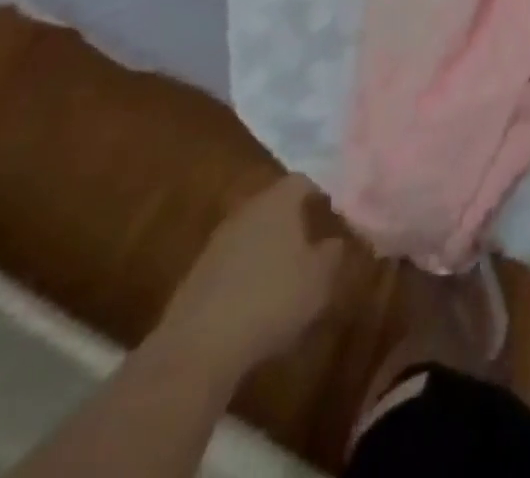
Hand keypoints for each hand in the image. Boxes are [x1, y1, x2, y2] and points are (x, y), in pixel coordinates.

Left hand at [157, 177, 347, 377]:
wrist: (198, 347)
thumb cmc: (272, 299)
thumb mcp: (319, 280)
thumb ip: (332, 255)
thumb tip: (334, 242)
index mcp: (278, 202)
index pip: (301, 182)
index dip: (317, 194)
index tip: (329, 213)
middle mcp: (246, 212)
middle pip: (272, 206)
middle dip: (291, 223)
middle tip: (309, 244)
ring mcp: (216, 244)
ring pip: (250, 235)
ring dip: (266, 251)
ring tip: (284, 277)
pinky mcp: (195, 277)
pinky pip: (231, 265)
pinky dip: (245, 276)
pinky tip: (255, 303)